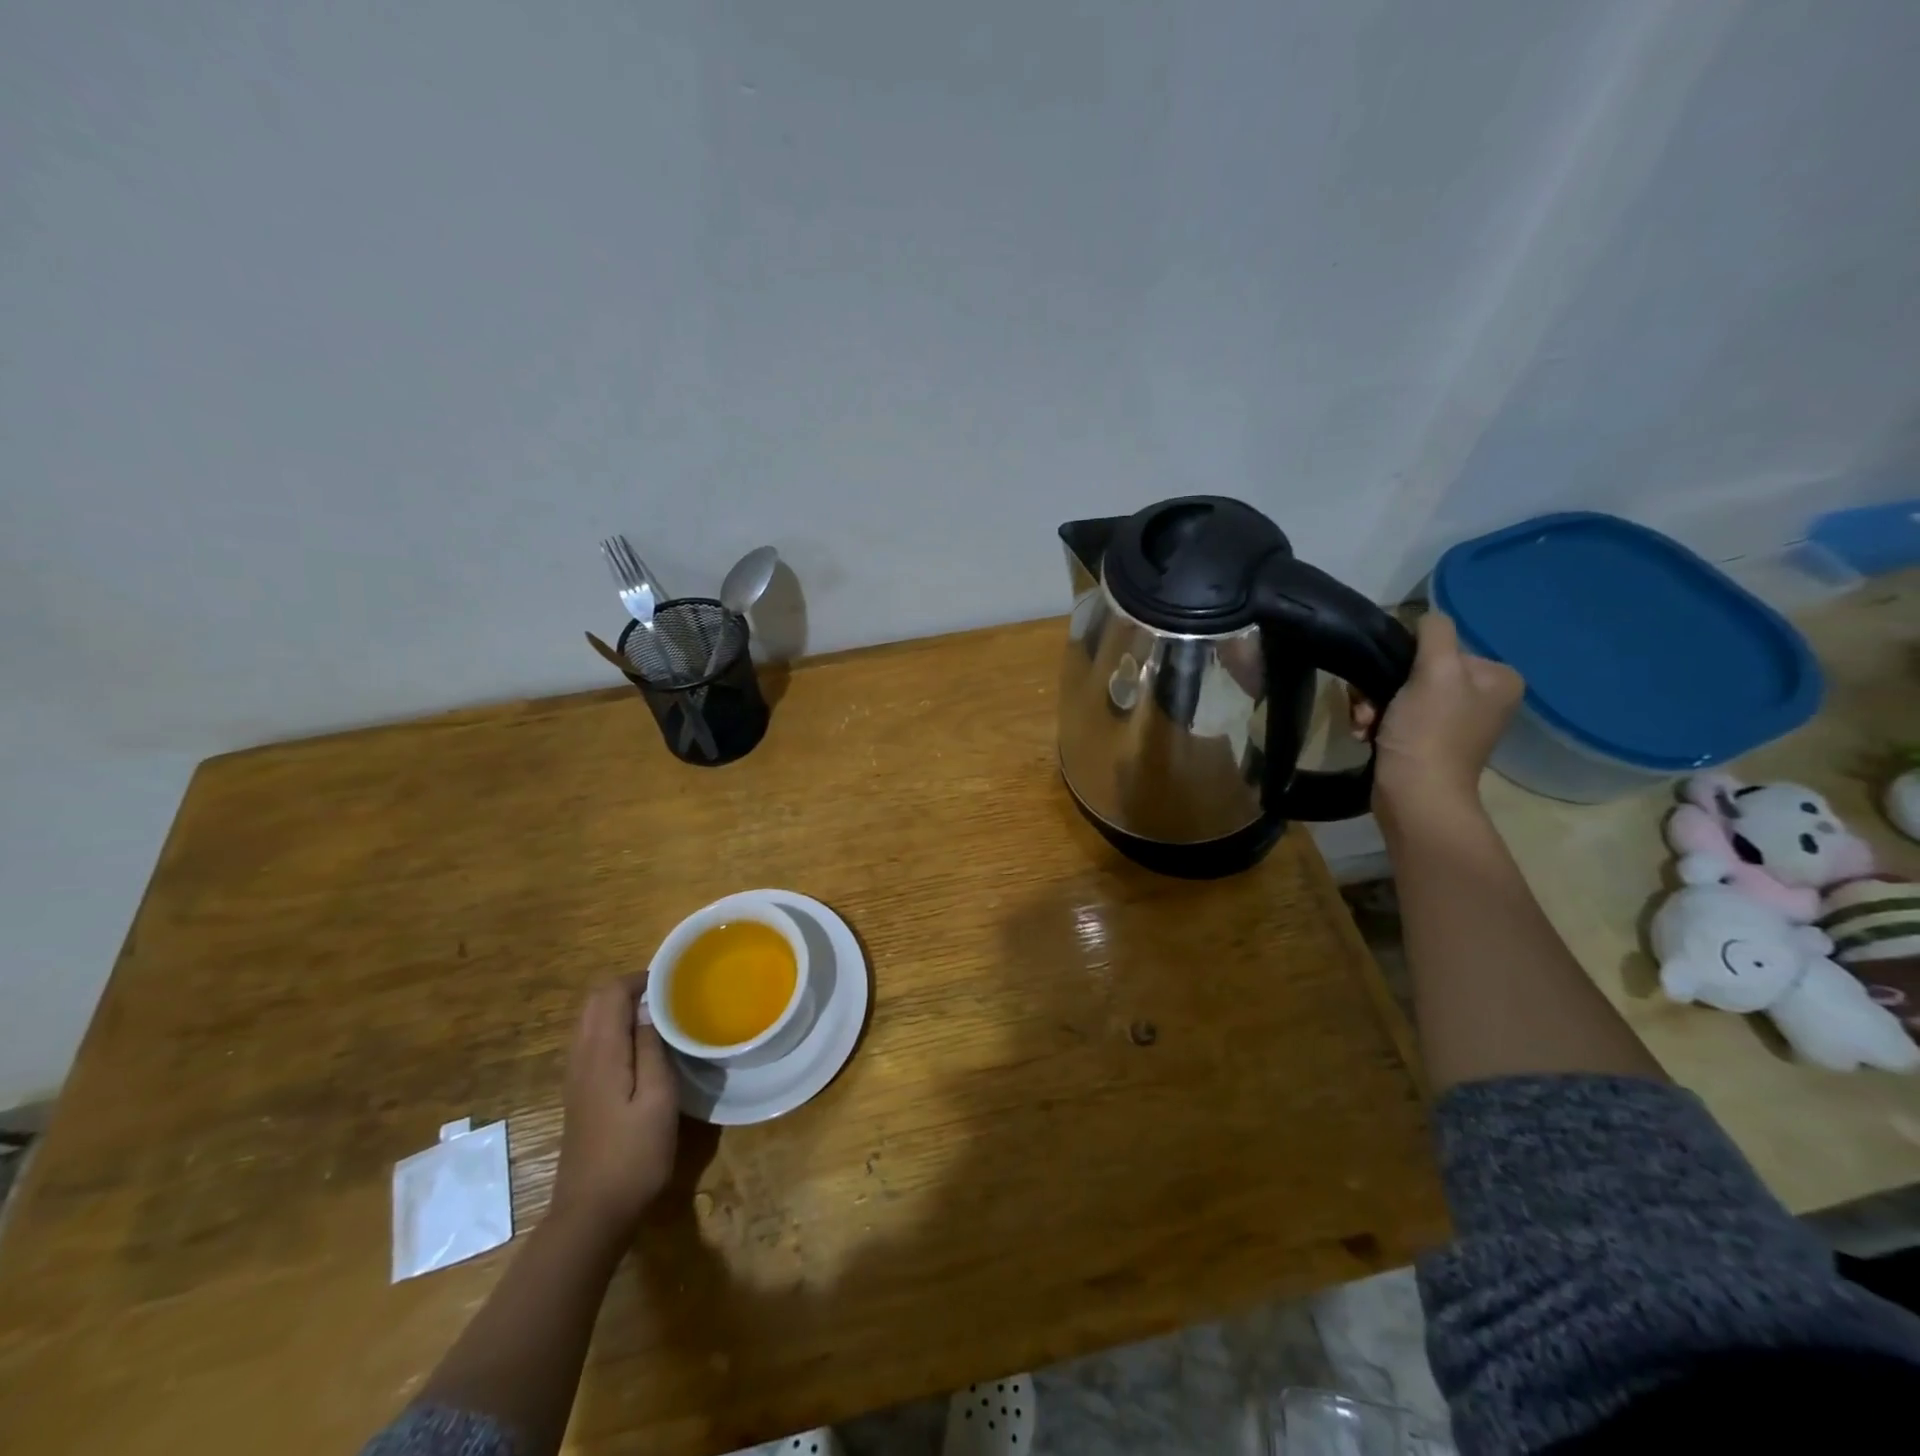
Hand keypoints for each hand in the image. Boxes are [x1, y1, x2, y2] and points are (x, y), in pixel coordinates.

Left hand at [549, 977, 678, 1237]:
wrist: (592, 1214)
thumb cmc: (633, 1154)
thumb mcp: (658, 1099)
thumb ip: (651, 1048)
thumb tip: (650, 1009)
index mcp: (601, 1053)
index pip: (610, 992)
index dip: (642, 979)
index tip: (676, 982)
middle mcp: (581, 1056)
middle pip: (596, 1001)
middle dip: (631, 988)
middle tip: (671, 995)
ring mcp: (576, 1076)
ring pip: (592, 1020)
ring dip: (623, 1007)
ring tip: (663, 1015)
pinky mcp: (580, 1092)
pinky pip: (594, 1041)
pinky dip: (616, 1028)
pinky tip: (645, 1046)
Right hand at [1350, 611, 1522, 818]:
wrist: (1415, 797)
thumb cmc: (1428, 732)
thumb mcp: (1434, 671)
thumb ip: (1434, 633)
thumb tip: (1426, 617)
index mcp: (1496, 677)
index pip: (1440, 646)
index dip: (1404, 660)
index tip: (1385, 683)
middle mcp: (1482, 697)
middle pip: (1416, 671)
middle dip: (1382, 688)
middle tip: (1368, 708)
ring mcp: (1455, 722)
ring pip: (1399, 693)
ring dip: (1372, 706)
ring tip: (1364, 725)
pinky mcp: (1428, 741)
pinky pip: (1396, 716)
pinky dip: (1376, 723)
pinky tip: (1366, 734)